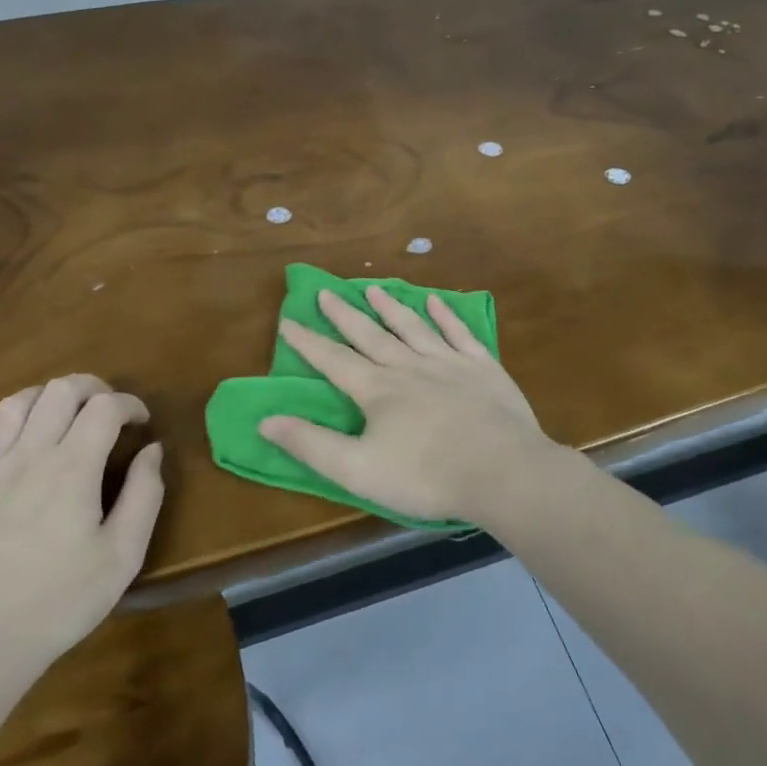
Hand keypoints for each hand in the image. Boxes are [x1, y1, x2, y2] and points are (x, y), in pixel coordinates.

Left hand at [0, 376, 164, 694]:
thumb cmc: (53, 606)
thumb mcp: (121, 558)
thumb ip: (145, 496)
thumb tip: (153, 450)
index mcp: (71, 467)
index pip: (105, 406)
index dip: (130, 404)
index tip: (141, 422)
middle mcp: (25, 454)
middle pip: (60, 390)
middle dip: (92, 388)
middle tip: (107, 410)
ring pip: (14, 403)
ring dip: (47, 399)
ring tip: (62, 419)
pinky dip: (1, 429)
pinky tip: (11, 450)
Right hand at [258, 287, 568, 525]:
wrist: (501, 470)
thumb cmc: (425, 476)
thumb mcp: (356, 470)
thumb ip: (310, 444)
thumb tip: (265, 420)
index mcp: (377, 390)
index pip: (334, 360)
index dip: (308, 342)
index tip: (288, 321)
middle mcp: (409, 366)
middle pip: (370, 335)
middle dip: (345, 315)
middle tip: (327, 292)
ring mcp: (448, 362)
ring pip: (412, 327)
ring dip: (391, 308)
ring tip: (374, 289)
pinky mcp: (482, 367)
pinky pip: (459, 333)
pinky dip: (446, 316)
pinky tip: (436, 302)